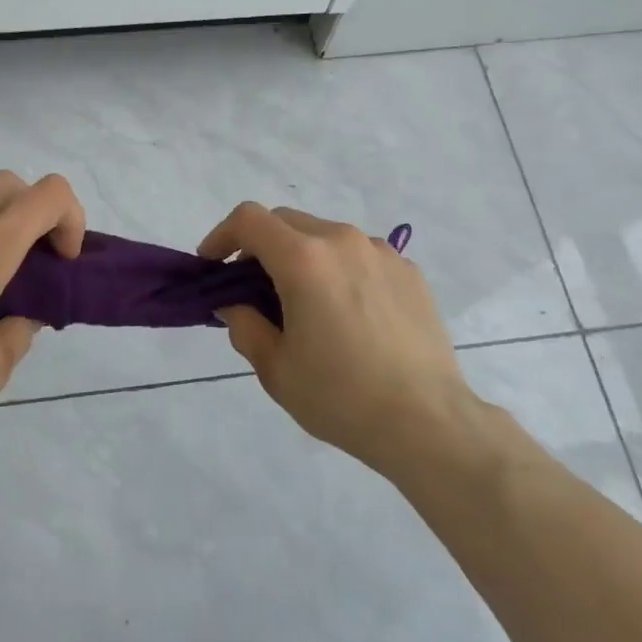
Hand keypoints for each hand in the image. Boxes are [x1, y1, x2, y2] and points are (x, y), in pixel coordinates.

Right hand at [199, 203, 490, 475]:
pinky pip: (361, 256)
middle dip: (260, 246)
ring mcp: (381, 252)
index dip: (222, 235)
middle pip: (287, 222)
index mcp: (304, 259)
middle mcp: (342, 241)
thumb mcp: (276, 369)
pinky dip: (340, 270)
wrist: (428, 422)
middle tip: (253, 289)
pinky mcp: (409, 271)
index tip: (213, 265)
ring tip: (307, 305)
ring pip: (325, 236)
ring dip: (303, 257)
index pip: (249, 219)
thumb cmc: (342, 396)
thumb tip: (236, 304)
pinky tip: (350, 314)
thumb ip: (245, 325)